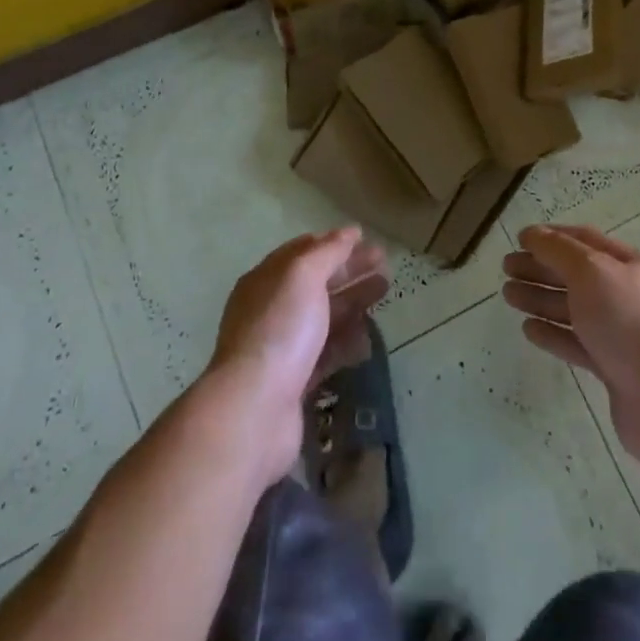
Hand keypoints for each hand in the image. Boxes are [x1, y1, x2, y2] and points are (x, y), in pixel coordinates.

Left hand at [208, 226, 387, 483]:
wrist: (254, 410)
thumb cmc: (279, 330)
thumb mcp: (303, 276)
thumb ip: (328, 252)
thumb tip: (349, 231)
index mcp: (267, 280)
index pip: (302, 252)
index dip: (333, 243)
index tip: (365, 238)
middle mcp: (272, 310)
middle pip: (317, 283)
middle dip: (350, 270)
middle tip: (385, 264)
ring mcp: (283, 347)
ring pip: (324, 317)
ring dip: (353, 301)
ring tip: (384, 291)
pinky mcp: (296, 382)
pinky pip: (326, 353)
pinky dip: (347, 341)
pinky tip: (369, 338)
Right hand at [502, 224, 639, 469]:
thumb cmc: (626, 320)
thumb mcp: (590, 271)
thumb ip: (559, 250)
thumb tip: (533, 234)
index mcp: (627, 266)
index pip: (584, 241)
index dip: (552, 236)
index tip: (520, 238)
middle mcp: (624, 295)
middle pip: (575, 275)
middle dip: (540, 268)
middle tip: (506, 268)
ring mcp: (619, 333)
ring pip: (572, 309)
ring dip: (540, 298)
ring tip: (508, 295)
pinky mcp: (612, 368)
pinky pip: (576, 343)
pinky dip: (552, 333)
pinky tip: (528, 329)